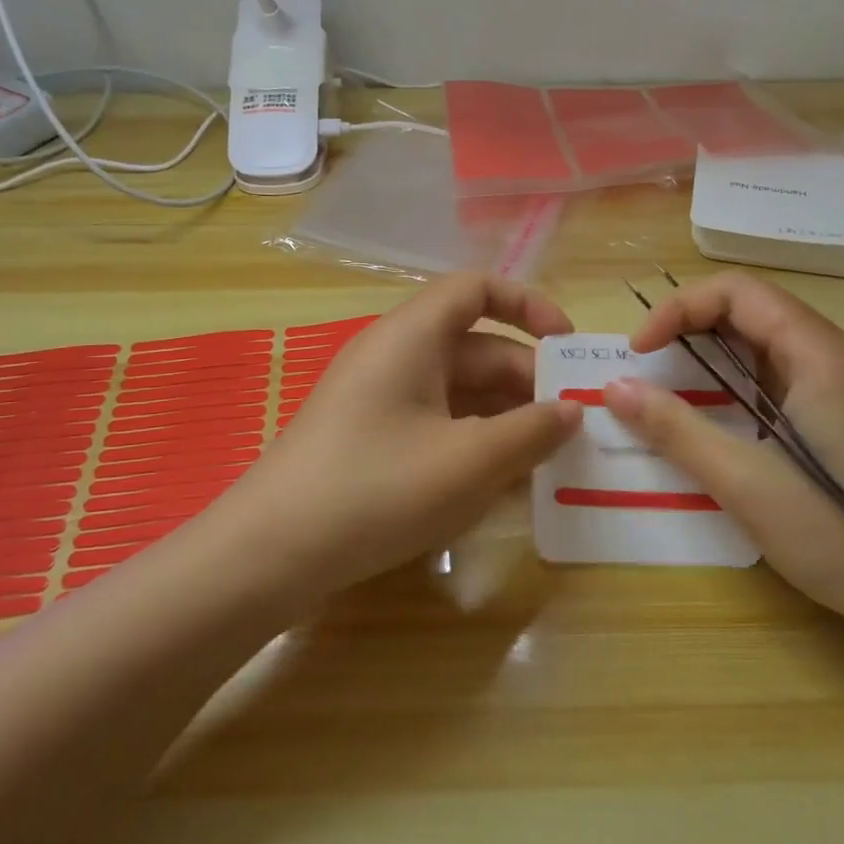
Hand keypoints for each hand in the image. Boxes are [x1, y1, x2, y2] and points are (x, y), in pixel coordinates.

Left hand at [230, 273, 582, 596]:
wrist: (270, 553)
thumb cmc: (377, 489)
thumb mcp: (469, 461)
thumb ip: (531, 431)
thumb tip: (572, 410)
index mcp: (412, 337)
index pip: (476, 289)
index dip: (527, 305)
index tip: (567, 347)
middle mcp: (394, 356)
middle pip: (475, 348)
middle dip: (527, 382)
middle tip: (572, 426)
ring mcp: (379, 399)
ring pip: (458, 391)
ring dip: (504, 418)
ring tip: (548, 460)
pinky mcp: (371, 438)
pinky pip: (435, 423)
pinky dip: (472, 442)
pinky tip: (501, 484)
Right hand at [603, 273, 843, 621]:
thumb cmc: (842, 535)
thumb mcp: (745, 481)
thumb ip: (675, 428)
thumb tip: (613, 388)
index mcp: (819, 354)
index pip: (738, 291)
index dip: (679, 309)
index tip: (639, 352)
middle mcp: (833, 357)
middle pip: (749, 310)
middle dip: (688, 328)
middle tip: (644, 369)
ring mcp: (841, 388)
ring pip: (761, 346)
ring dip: (708, 358)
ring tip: (665, 393)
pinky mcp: (839, 419)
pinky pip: (774, 380)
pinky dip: (731, 387)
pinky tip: (711, 422)